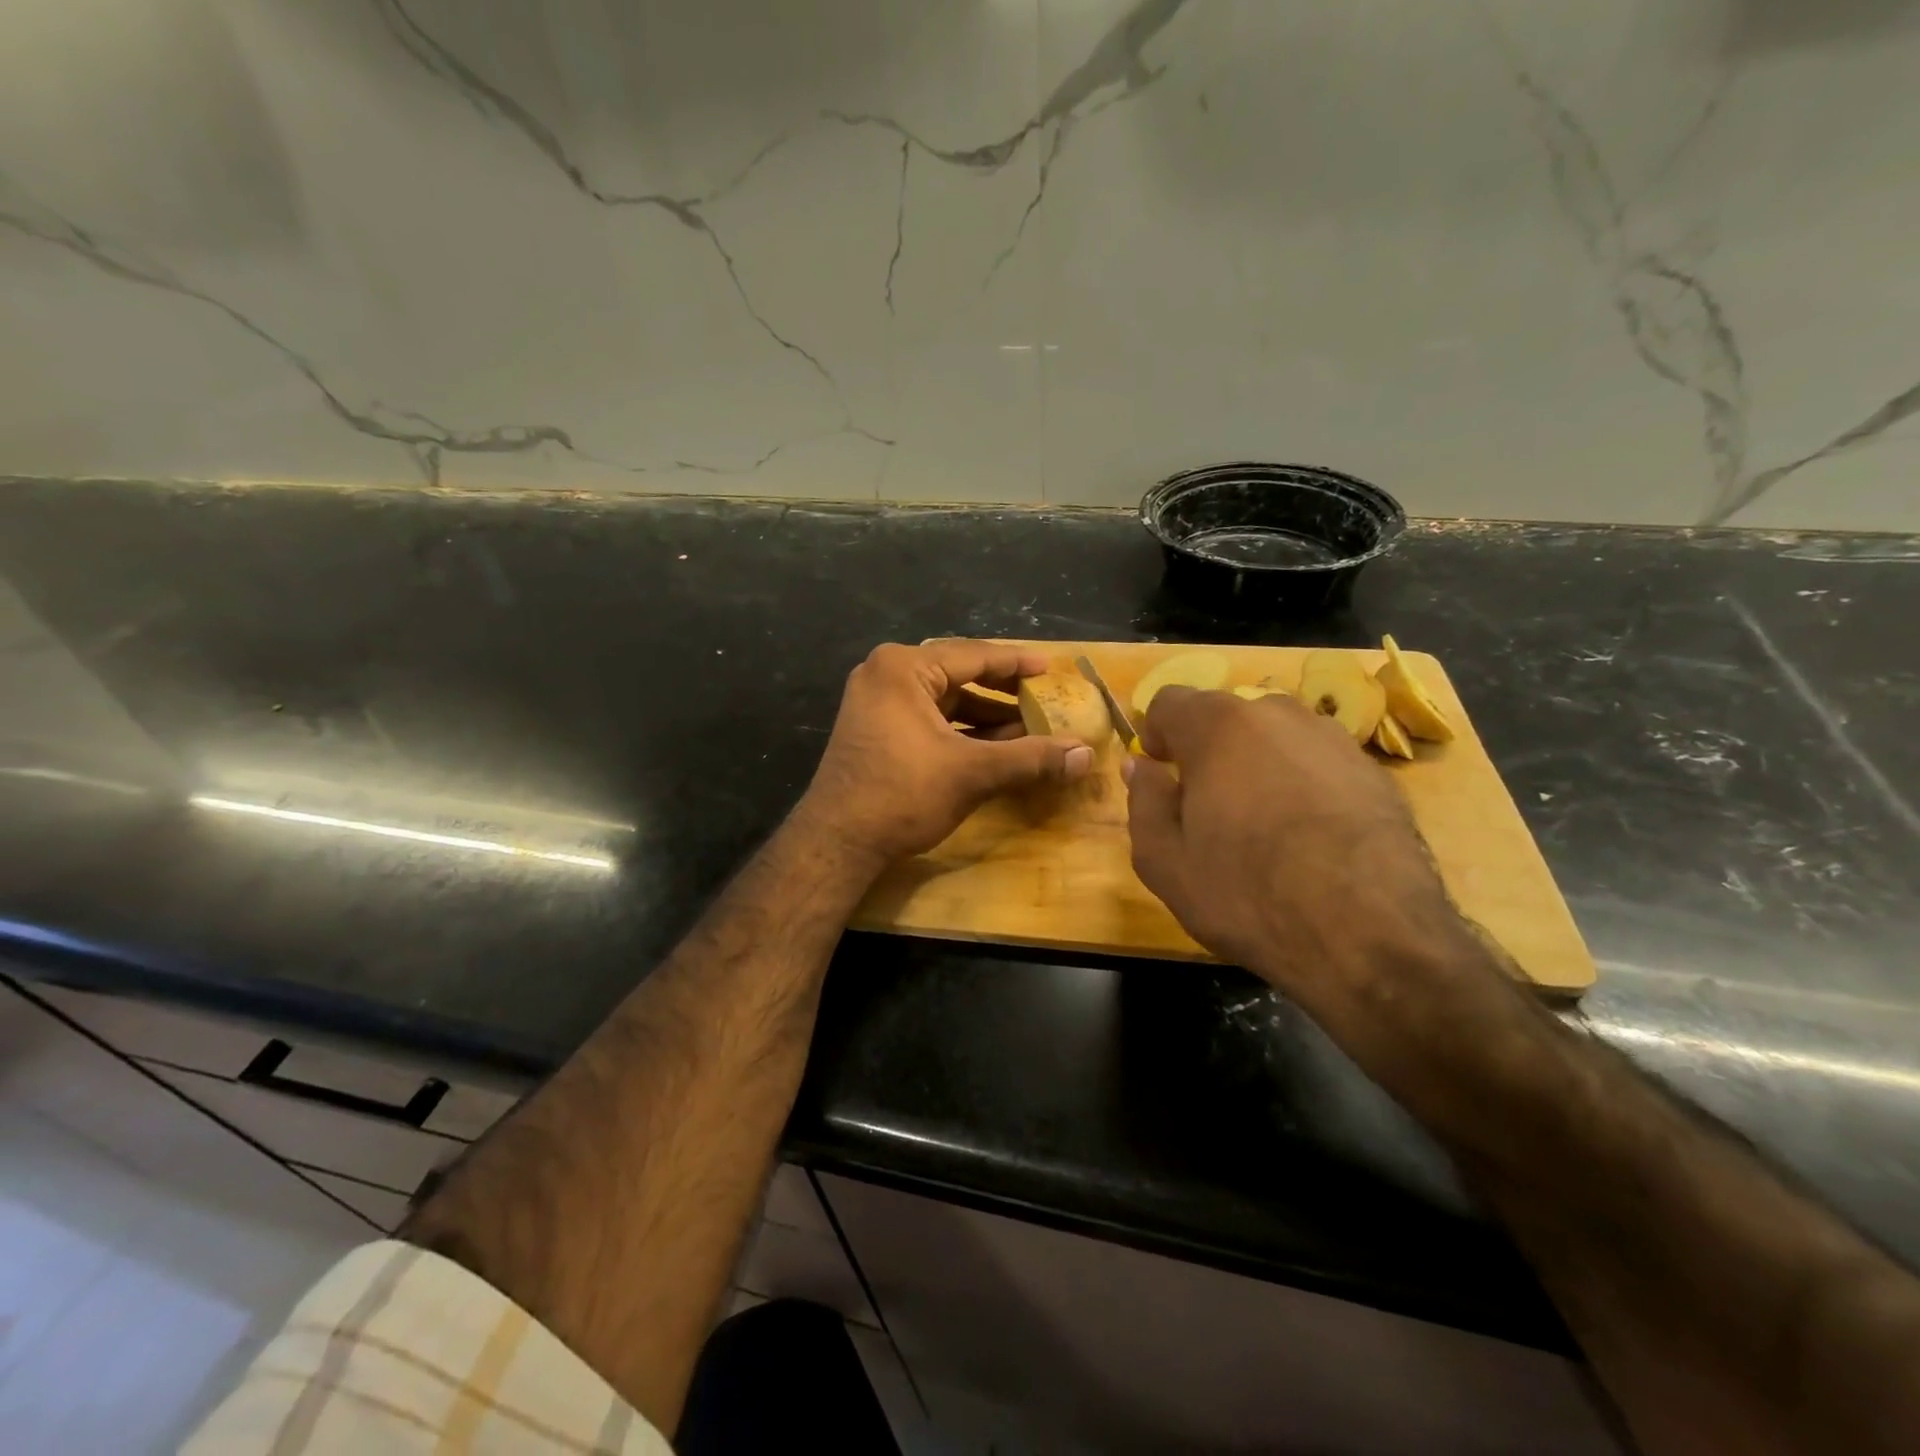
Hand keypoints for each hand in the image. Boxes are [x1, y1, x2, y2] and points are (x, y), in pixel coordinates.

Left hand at [797, 640, 1093, 867]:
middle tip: (1043, 697)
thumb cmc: (903, 794)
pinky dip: (961, 730)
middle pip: (958, 674)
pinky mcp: (875, 728)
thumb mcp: (973, 773)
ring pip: (944, 699)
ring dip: (985, 715)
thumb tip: (1087, 755)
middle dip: (1002, 690)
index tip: (1051, 668)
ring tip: (1028, 727)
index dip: (1016, 664)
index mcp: (903, 668)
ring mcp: (876, 701)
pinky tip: (994, 745)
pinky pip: (928, 717)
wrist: (838, 842)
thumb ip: (1031, 758)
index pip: (973, 655)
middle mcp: (885, 674)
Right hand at [1126, 687, 1478, 1020]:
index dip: (1156, 733)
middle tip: (1207, 807)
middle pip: (1226, 717)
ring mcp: (1334, 740)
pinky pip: (1319, 764)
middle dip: (1208, 751)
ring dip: (1258, 766)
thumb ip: (1144, 802)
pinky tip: (1310, 839)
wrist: (1372, 935)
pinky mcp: (1376, 773)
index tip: (1160, 771)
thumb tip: (1141, 766)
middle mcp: (1278, 715)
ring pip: (1277, 738)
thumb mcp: (1164, 861)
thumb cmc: (1248, 894)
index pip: (1170, 701)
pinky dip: (1304, 785)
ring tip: (1263, 826)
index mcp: (1219, 727)